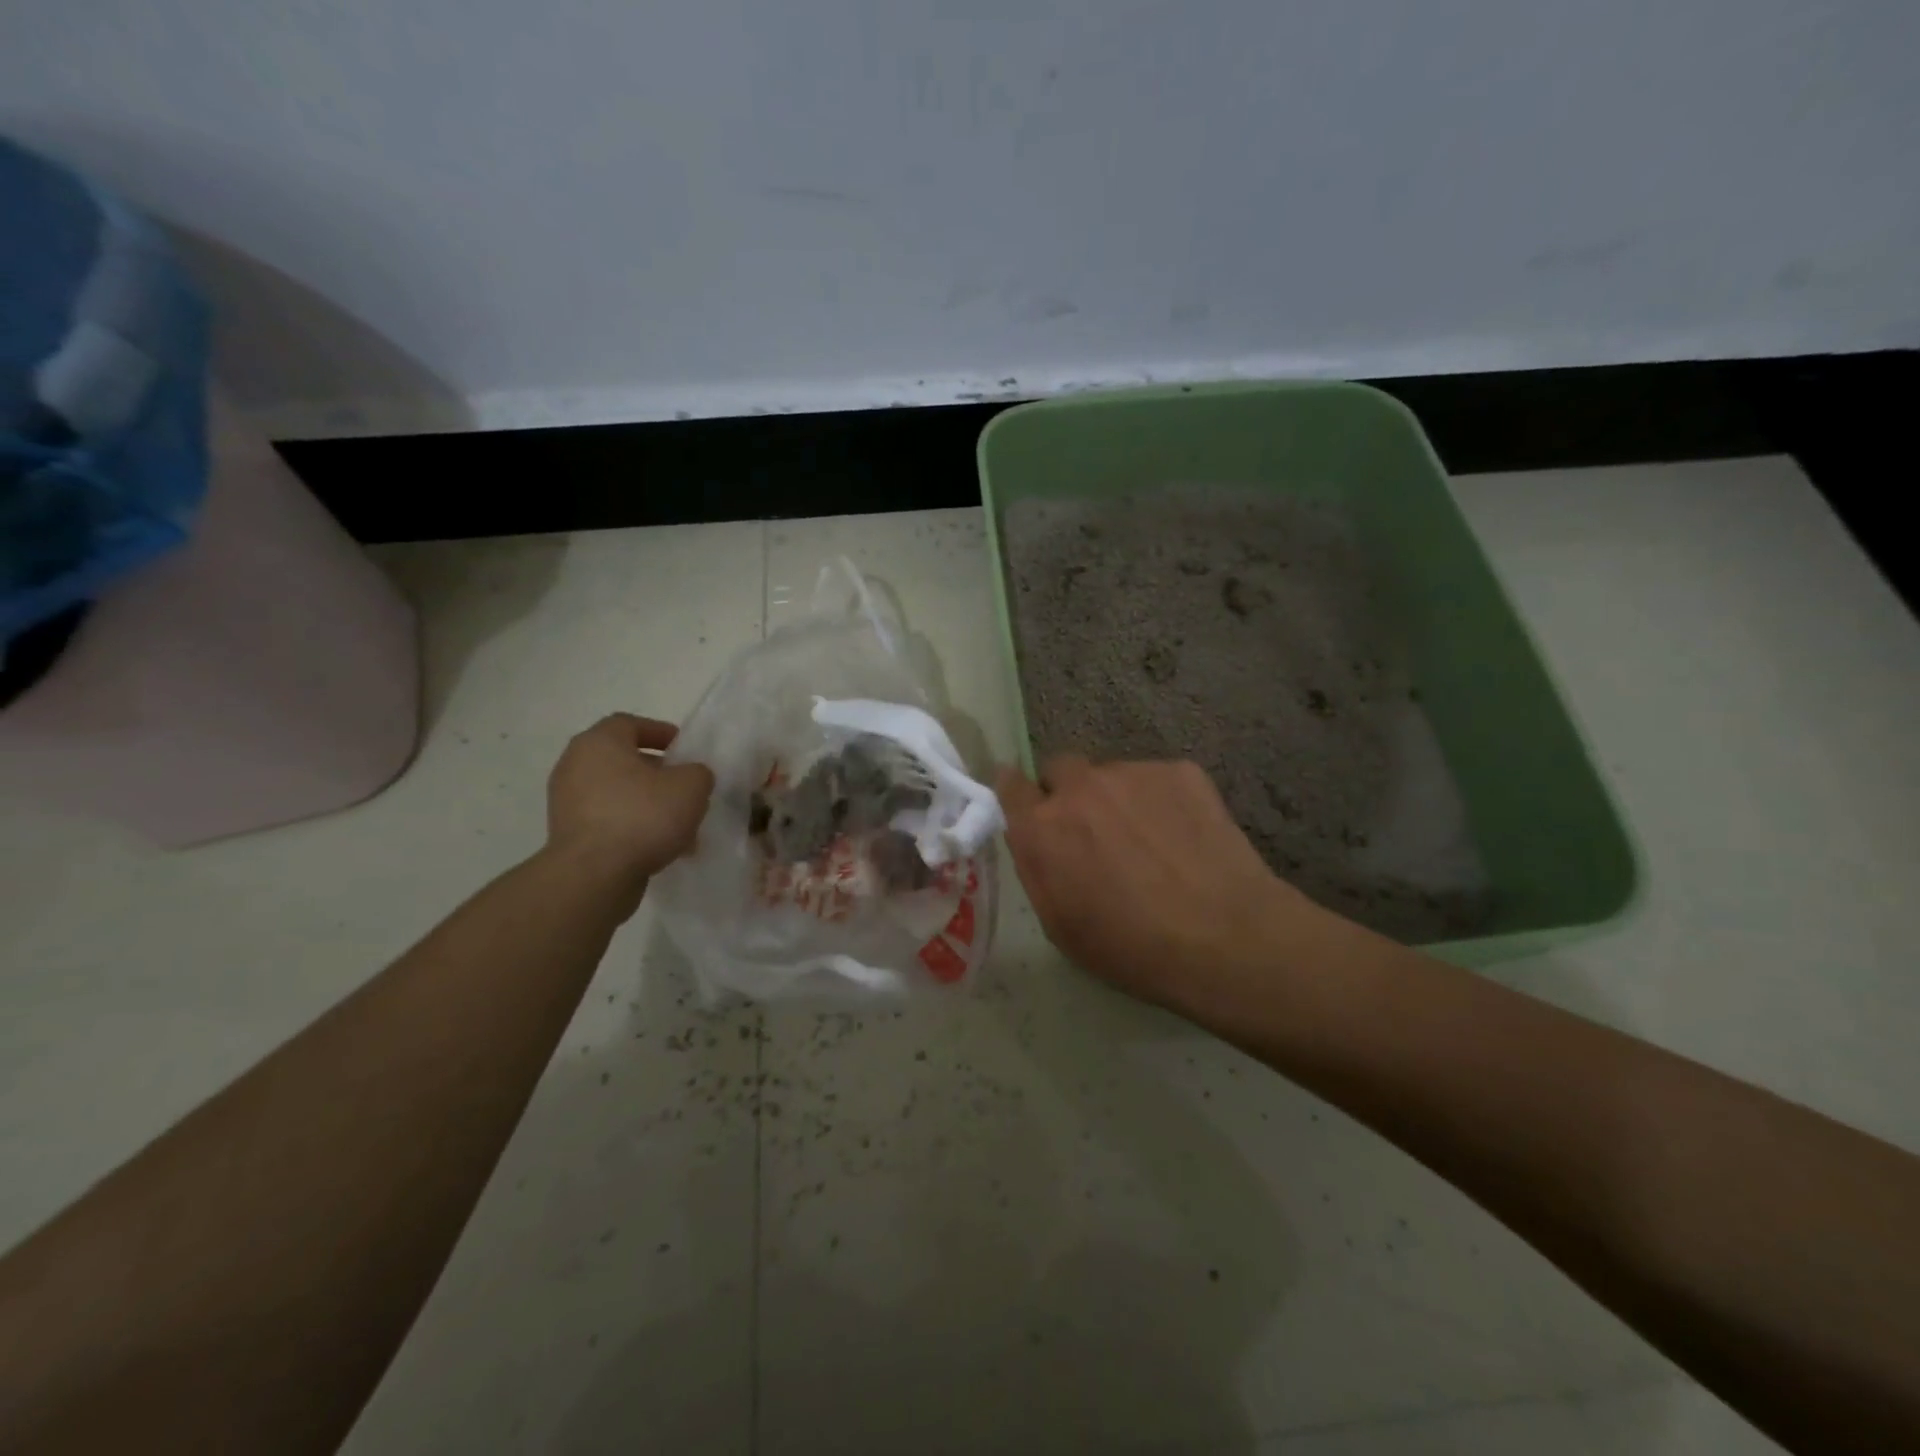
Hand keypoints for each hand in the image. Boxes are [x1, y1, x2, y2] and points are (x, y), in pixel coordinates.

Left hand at [546, 714, 713, 903]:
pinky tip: (662, 847)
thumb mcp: (691, 786)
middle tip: (685, 787)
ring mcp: (568, 803)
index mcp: (599, 743)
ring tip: (680, 824)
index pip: (629, 724)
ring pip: (618, 794)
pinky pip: (609, 821)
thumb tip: (691, 777)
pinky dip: (634, 827)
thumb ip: (698, 773)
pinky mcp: (569, 835)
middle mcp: (575, 766)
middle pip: (623, 760)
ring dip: (649, 804)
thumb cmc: (643, 816)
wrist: (595, 875)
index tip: (684, 749)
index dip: (660, 732)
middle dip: (658, 773)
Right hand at [997, 756, 1322, 1007]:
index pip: (1010, 784)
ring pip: (1112, 776)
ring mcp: (1132, 773)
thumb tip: (1033, 835)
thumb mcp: (1059, 923)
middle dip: (1069, 794)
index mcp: (1042, 827)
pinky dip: (1161, 801)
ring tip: (1152, 841)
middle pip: (1060, 769)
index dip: (1019, 794)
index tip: (1030, 805)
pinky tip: (1184, 837)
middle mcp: (1080, 787)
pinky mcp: (1179, 770)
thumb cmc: (1131, 948)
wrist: (1225, 938)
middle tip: (1095, 831)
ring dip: (1118, 799)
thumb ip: (1036, 866)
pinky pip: (1156, 779)